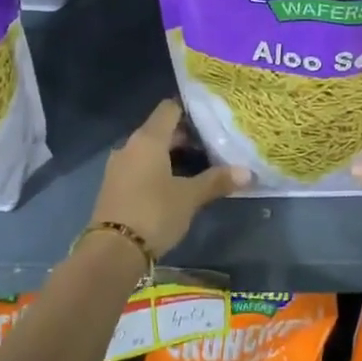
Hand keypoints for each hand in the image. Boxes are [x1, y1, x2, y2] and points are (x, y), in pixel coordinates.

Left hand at [88, 99, 249, 258]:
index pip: (169, 109)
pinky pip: (140, 167)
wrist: (112, 251)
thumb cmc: (154, 213)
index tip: (211, 120)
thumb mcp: (189, 197)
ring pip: (149, 151)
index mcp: (148, 139)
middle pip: (160, 130)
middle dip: (185, 137)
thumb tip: (248, 173)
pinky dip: (157, 170)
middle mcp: (130, 146)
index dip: (190, 111)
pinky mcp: (114, 186)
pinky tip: (175, 185)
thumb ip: (216, 181)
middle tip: (212, 147)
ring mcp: (118, 166)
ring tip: (198, 167)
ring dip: (171, 155)